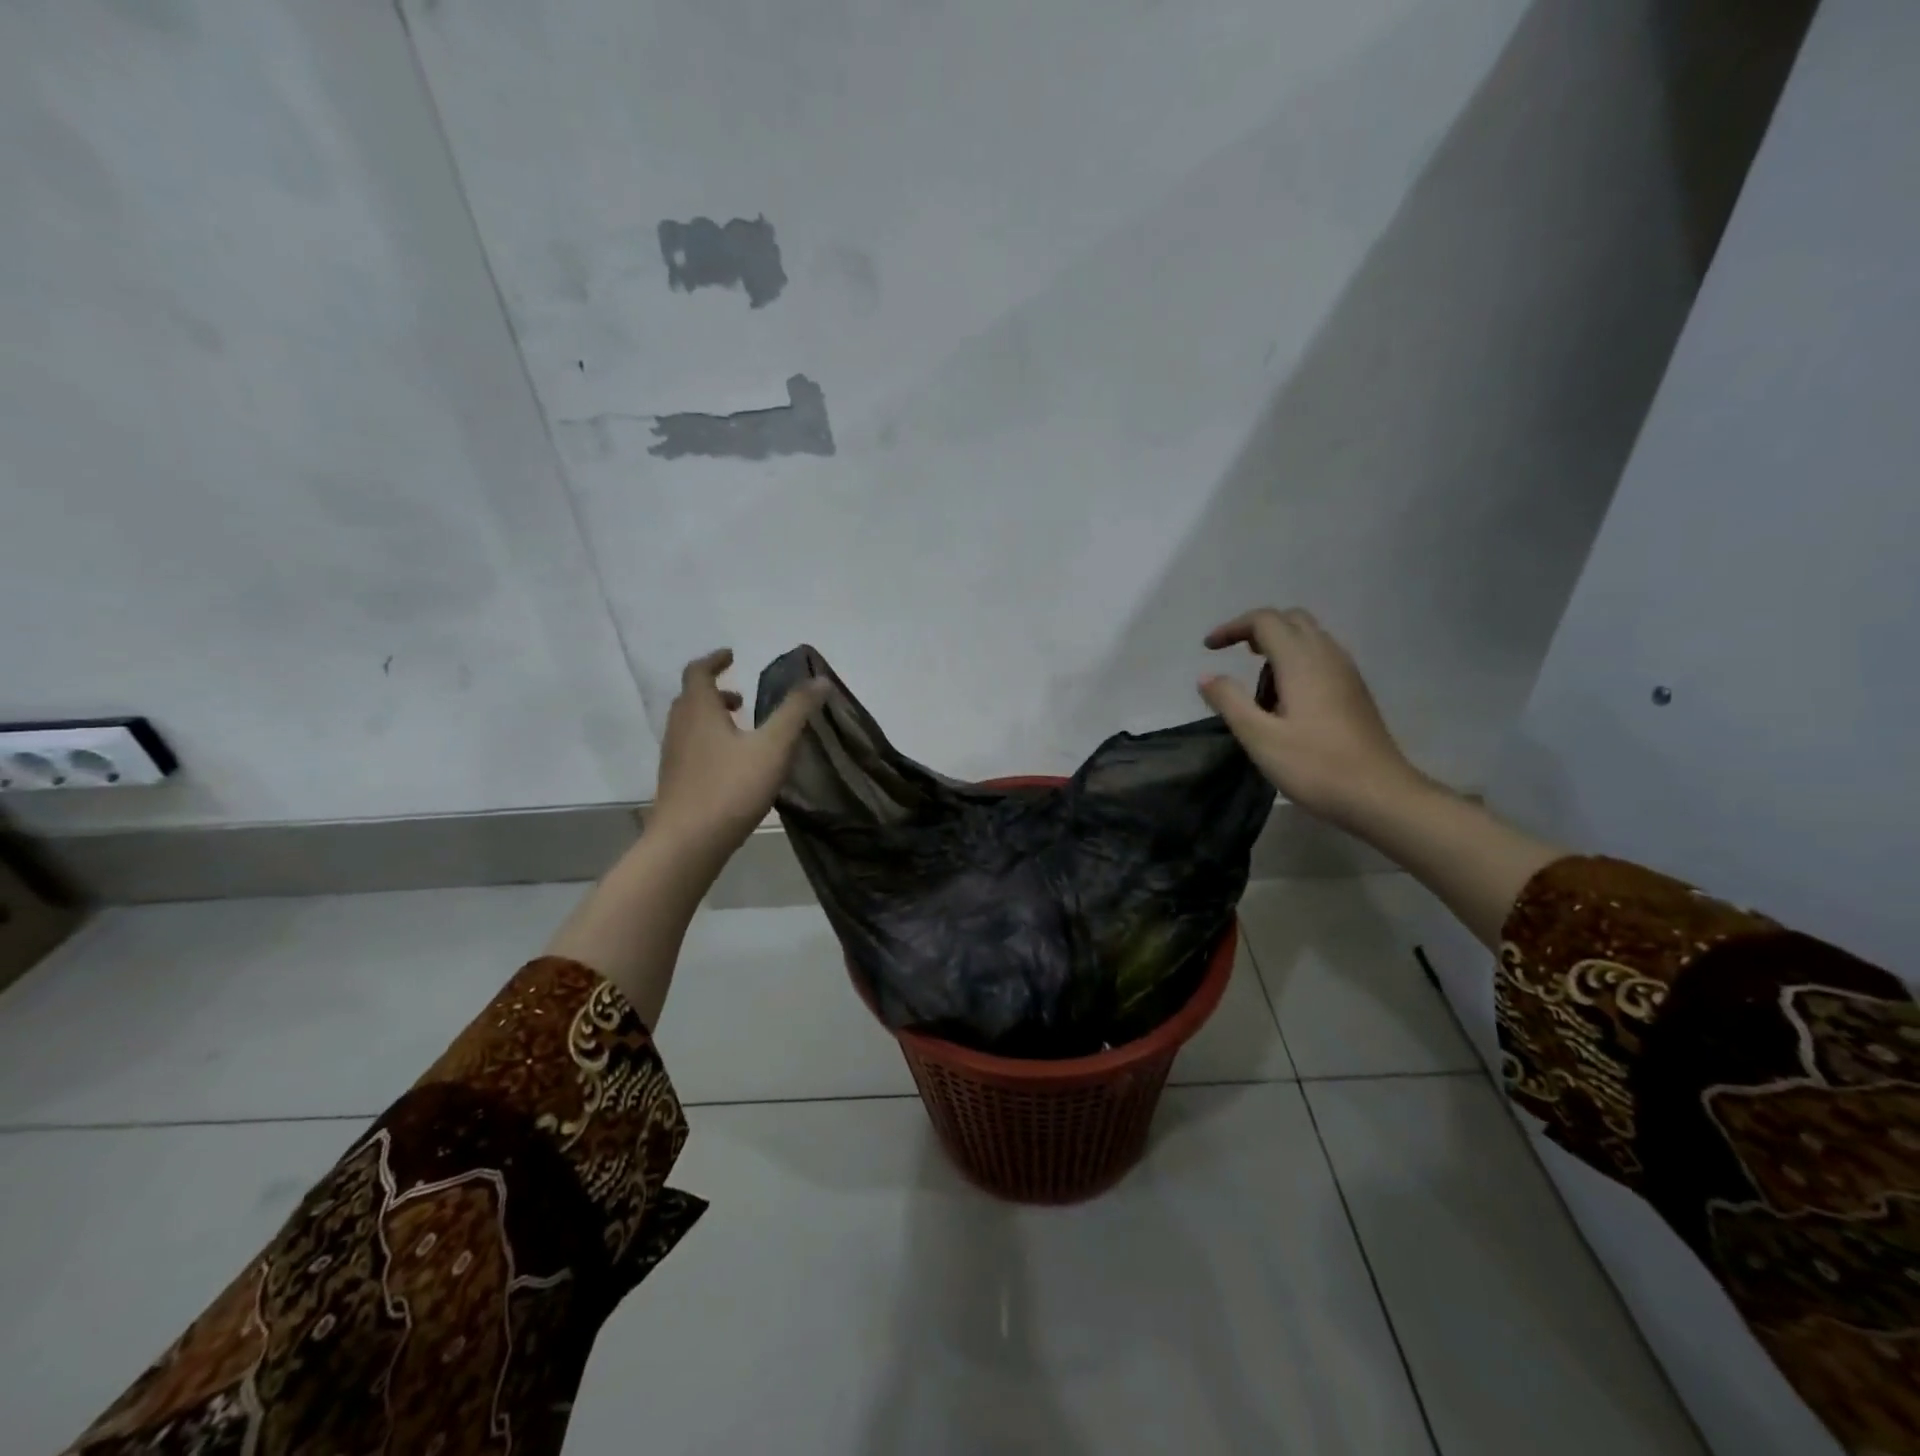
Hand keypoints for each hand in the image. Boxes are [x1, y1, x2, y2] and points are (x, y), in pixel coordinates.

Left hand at [647, 649, 829, 863]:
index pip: (698, 672)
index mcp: (699, 711)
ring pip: (690, 726)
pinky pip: (691, 749)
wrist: (687, 843)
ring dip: (712, 719)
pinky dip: (709, 743)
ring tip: (742, 731)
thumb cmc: (731, 788)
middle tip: (742, 698)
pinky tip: (733, 766)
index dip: (714, 660)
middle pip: (691, 699)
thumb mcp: (774, 747)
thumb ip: (796, 711)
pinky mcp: (676, 783)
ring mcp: (674, 757)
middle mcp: (680, 728)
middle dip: (715, 692)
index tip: (732, 655)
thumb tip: (820, 680)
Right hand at [1198, 608, 1425, 826]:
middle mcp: (1327, 656)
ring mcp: (1346, 672)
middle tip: (1234, 655)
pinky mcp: (1354, 691)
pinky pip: (1321, 656)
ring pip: (1309, 636)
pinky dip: (1296, 661)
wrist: (1380, 794)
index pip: (1265, 621)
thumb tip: (1206, 676)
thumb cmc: (1315, 766)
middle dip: (1257, 629)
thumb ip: (1230, 701)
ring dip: (1278, 645)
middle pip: (1291, 620)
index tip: (1209, 649)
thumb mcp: (1260, 738)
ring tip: (1257, 684)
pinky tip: (1285, 698)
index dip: (1233, 627)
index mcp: (1301, 661)